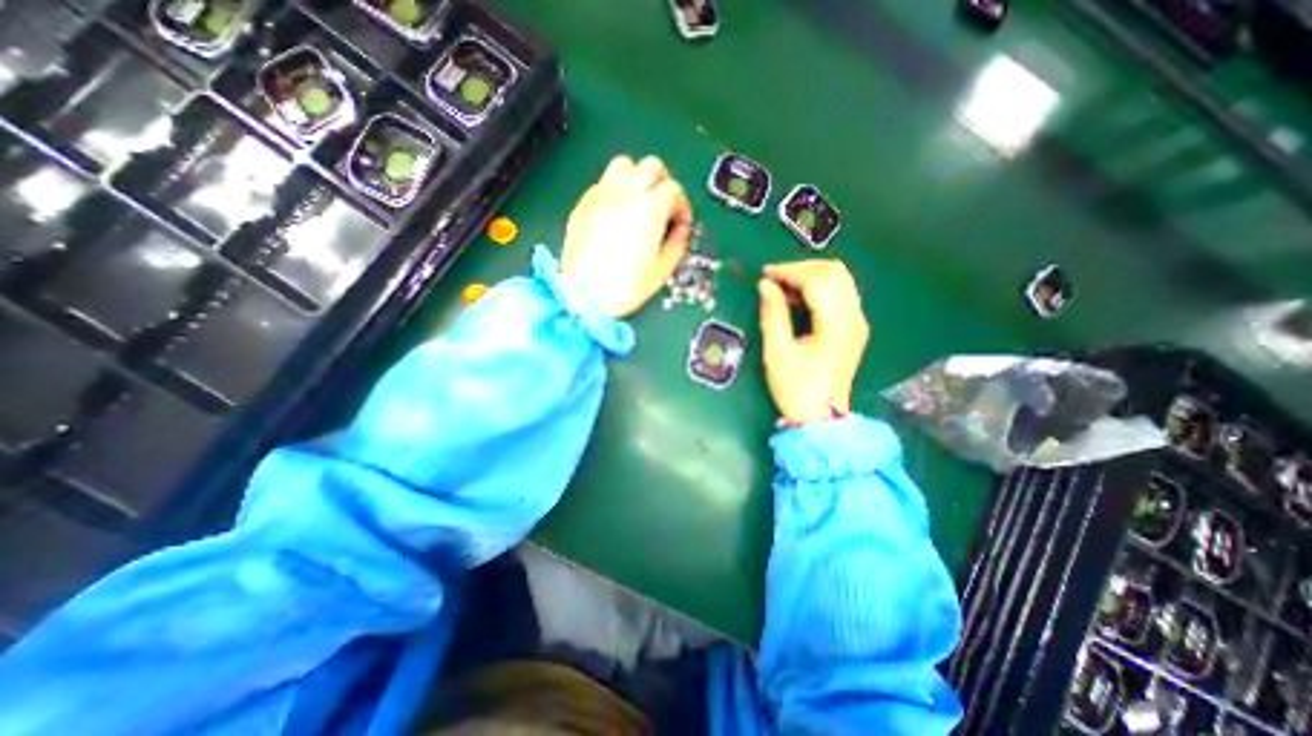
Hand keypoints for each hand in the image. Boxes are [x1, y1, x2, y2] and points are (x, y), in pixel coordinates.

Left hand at [559, 154, 689, 315]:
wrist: (584, 295)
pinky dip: (616, 189)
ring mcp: (602, 196)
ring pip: (624, 164)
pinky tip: (618, 211)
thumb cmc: (624, 287)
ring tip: (640, 200)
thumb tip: (682, 231)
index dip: (682, 205)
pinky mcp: (584, 204)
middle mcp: (625, 195)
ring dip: (637, 177)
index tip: (681, 222)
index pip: (673, 189)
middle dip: (663, 182)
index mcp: (649, 210)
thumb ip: (678, 244)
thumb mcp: (662, 270)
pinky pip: (603, 181)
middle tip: (664, 205)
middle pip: (651, 166)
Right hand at [759, 261, 867, 423]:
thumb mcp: (777, 352)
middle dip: (801, 269)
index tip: (765, 275)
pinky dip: (817, 290)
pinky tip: (798, 302)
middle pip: (834, 273)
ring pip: (839, 281)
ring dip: (809, 278)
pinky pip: (839, 295)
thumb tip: (765, 285)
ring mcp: (857, 323)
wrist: (820, 418)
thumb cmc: (796, 388)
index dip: (790, 271)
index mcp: (836, 325)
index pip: (819, 280)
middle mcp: (853, 318)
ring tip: (782, 290)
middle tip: (774, 280)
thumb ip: (772, 314)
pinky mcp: (853, 329)